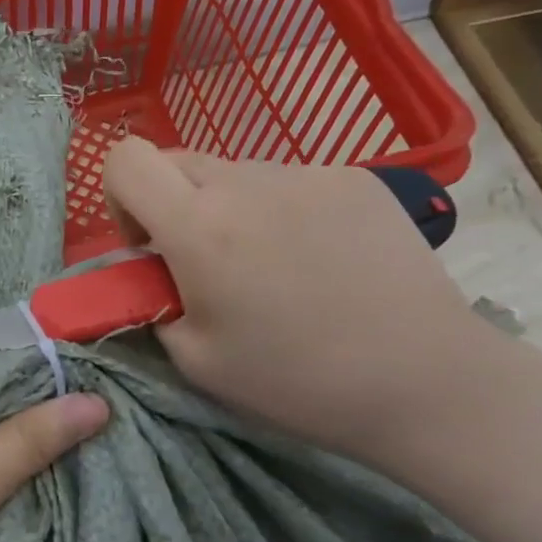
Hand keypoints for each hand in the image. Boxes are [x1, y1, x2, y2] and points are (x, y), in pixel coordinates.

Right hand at [103, 139, 487, 460]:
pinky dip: (280, 211)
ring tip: (273, 270)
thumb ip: (155, 302)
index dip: (119, 197)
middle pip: (176, 162)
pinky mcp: (354, 178)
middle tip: (202, 264)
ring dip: (229, 210)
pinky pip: (288, 181)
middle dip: (171, 206)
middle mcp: (246, 182)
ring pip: (234, 173)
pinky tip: (318, 261)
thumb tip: (154, 275)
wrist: (422, 380)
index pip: (125, 160)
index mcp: (198, 227)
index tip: (147, 245)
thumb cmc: (295, 381)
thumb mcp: (194, 359)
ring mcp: (306, 173)